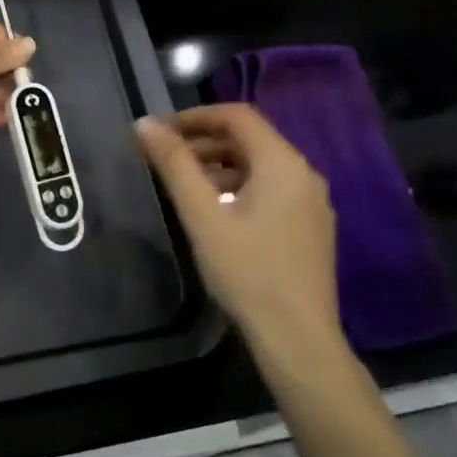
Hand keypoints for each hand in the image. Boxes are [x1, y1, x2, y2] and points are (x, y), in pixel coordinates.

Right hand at [136, 104, 342, 366]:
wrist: (298, 340)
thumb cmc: (247, 273)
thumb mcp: (202, 216)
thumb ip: (174, 165)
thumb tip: (144, 124)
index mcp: (283, 163)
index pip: (237, 116)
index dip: (196, 116)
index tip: (161, 131)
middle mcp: (304, 173)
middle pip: (250, 139)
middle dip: (205, 141)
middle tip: (166, 159)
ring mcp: (312, 202)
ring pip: (260, 165)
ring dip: (220, 165)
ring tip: (184, 185)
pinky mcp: (311, 227)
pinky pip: (271, 188)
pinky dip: (239, 186)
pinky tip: (216, 212)